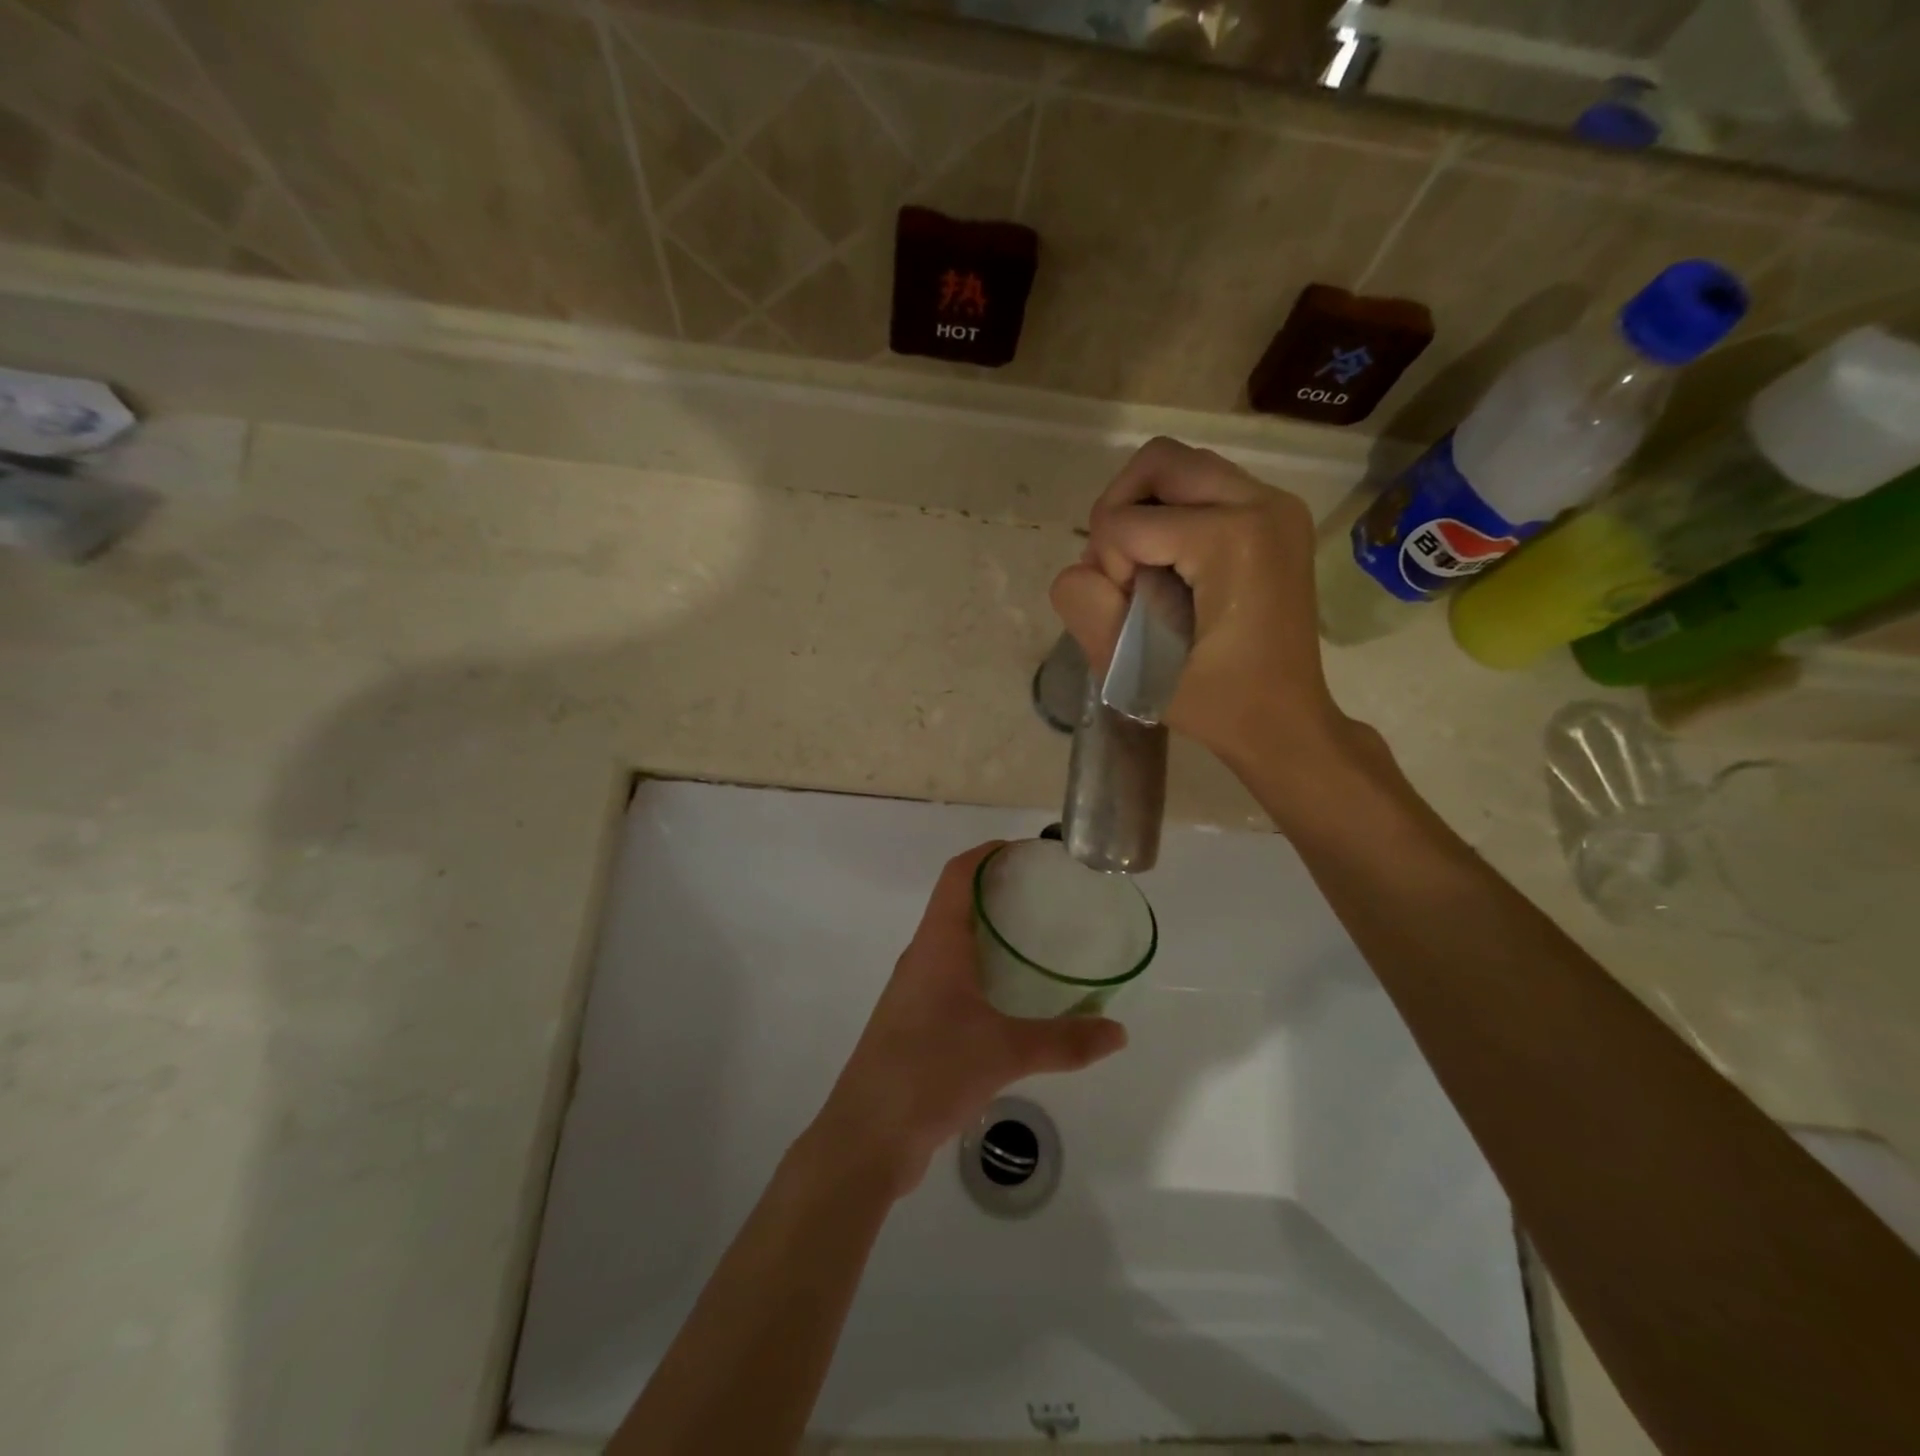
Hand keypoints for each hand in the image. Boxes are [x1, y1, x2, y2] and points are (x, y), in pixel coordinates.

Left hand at [809, 842, 1127, 1198]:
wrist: (867, 1136)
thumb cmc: (929, 1072)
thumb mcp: (1004, 1054)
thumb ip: (1064, 1041)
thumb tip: (1118, 1032)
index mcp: (937, 944)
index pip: (958, 875)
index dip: (989, 853)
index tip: (1028, 851)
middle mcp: (923, 957)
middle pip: (957, 902)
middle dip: (999, 890)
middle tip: (1049, 894)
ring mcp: (916, 991)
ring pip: (955, 942)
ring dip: (990, 932)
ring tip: (1039, 938)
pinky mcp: (917, 1022)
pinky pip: (953, 977)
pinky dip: (983, 969)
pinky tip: (1014, 996)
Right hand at [1050, 436, 1359, 778]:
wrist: (1286, 721)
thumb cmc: (1217, 705)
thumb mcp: (1133, 672)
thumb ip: (1087, 609)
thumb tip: (1082, 568)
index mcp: (1231, 540)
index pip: (1126, 521)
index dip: (1108, 567)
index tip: (1136, 613)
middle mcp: (1262, 503)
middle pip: (1158, 462)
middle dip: (1119, 511)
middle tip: (1120, 567)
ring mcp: (1276, 505)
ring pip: (1181, 468)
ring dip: (1146, 509)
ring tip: (1145, 565)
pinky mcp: (1277, 516)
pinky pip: (1206, 487)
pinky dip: (1174, 514)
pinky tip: (1174, 564)